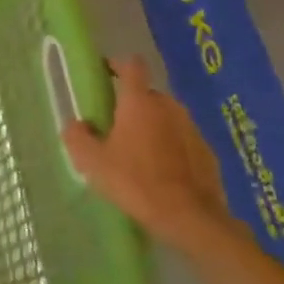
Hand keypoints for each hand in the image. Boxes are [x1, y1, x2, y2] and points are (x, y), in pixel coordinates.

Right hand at [62, 54, 238, 253]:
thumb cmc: (136, 182)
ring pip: (167, 117)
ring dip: (153, 126)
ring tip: (140, 151)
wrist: (191, 218)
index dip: (118, 64)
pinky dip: (172, 147)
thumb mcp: (93, 162)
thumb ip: (77, 136)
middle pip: (148, 94)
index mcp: (139, 102)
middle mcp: (168, 107)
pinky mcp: (208, 152)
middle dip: (133, 103)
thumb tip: (76, 123)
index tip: (105, 73)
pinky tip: (163, 171)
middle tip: (117, 125)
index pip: (131, 65)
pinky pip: (183, 140)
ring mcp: (192, 128)